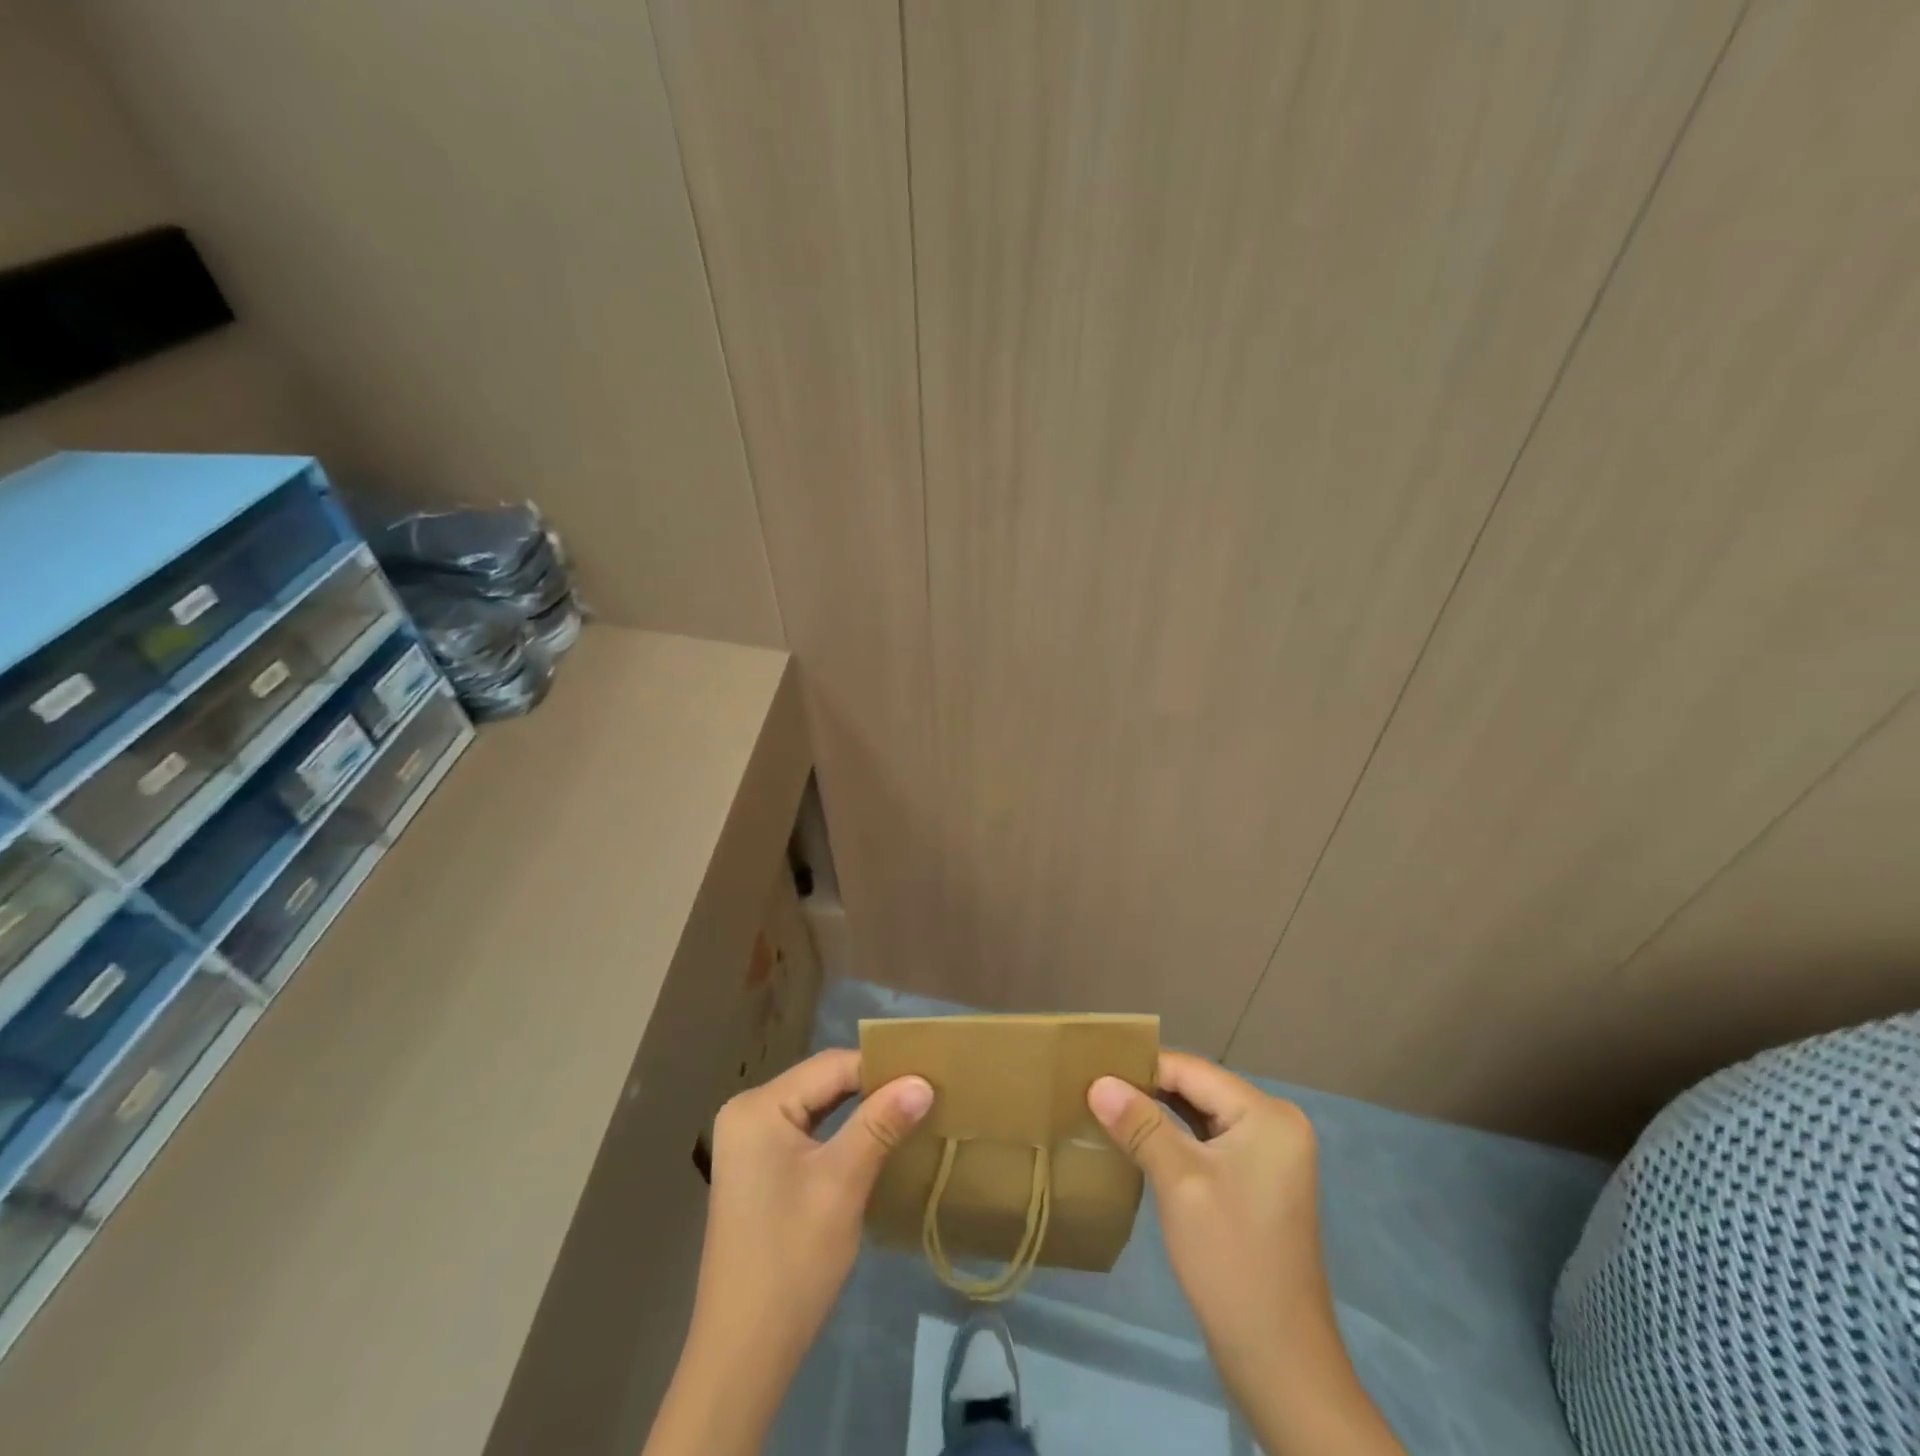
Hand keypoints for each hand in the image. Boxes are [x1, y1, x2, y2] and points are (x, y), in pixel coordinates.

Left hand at [693, 1048, 932, 1368]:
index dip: (881, 1068)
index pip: (831, 1066)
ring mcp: (750, 1142)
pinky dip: (842, 1132)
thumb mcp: (842, 1184)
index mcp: (758, 1106)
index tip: (929, 1076)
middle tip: (925, 1091)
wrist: (743, 1354)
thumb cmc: (791, 1260)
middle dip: (873, 1087)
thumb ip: (880, 1124)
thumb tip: (922, 1081)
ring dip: (860, 1110)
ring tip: (910, 1109)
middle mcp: (748, 1112)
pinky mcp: (758, 1169)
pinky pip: (808, 1131)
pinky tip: (875, 1139)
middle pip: (823, 1083)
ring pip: (818, 1107)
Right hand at [1089, 1053, 1405, 1455]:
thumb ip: (1140, 1124)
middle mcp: (1275, 1123)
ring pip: (1200, 1116)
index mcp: (1267, 1115)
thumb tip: (1098, 1082)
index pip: (1192, 1071)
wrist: (1279, 1362)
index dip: (1141, 1068)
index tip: (1091, 1072)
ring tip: (1106, 1110)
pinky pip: (1209, 1142)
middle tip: (1093, 1090)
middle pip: (1197, 1090)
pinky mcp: (1257, 1181)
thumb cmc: (1230, 1260)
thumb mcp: (1179, 1182)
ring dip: (1157, 1115)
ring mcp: (1269, 1154)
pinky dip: (1175, 1140)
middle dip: (1147, 1090)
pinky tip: (1139, 1143)